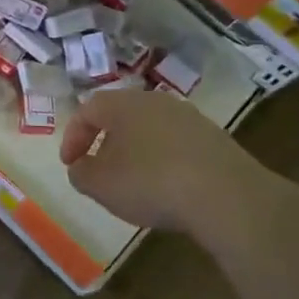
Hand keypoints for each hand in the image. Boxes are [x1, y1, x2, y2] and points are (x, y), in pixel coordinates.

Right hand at [58, 87, 276, 232]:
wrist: (228, 196)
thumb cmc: (151, 182)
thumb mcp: (100, 184)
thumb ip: (81, 173)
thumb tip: (81, 167)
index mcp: (123, 104)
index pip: (87, 110)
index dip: (73, 137)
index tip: (70, 164)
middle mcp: (155, 101)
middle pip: (121, 116)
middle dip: (106, 142)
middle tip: (100, 170)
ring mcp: (189, 118)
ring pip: (151, 130)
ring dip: (137, 153)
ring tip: (135, 183)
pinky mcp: (216, 140)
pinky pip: (177, 146)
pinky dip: (165, 162)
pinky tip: (168, 189)